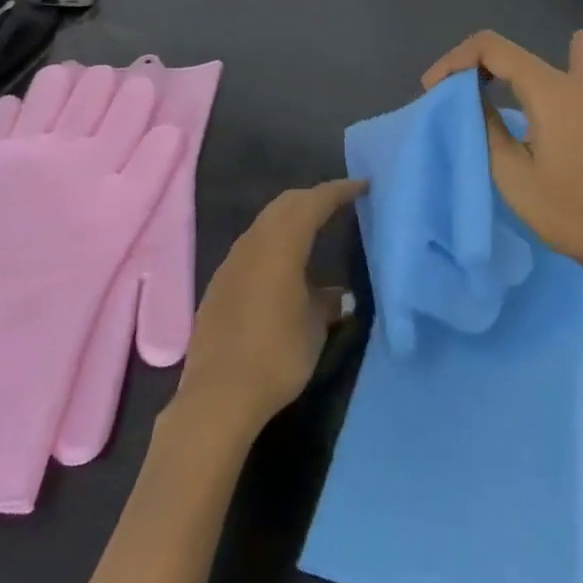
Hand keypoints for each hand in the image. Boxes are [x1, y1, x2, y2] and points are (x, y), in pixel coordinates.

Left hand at [173, 180, 362, 436]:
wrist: (219, 395)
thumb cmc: (276, 355)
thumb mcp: (314, 328)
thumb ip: (328, 301)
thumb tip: (339, 295)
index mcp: (279, 246)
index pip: (312, 203)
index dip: (339, 191)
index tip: (363, 187)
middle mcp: (252, 244)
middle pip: (285, 205)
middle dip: (313, 198)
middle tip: (341, 203)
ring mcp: (231, 263)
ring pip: (266, 224)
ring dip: (291, 219)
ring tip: (317, 230)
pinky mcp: (220, 284)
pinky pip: (253, 247)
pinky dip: (275, 242)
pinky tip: (287, 266)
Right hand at [423, 30, 582, 290]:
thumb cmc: (565, 209)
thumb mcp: (510, 171)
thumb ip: (486, 125)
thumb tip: (470, 98)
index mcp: (546, 89)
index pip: (490, 48)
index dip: (454, 61)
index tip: (431, 91)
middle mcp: (565, 82)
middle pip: (507, 52)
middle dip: (468, 66)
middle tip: (442, 97)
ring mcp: (581, 96)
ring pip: (528, 64)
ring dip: (494, 69)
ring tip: (469, 88)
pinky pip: (576, 72)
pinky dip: (570, 54)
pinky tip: (579, 38)